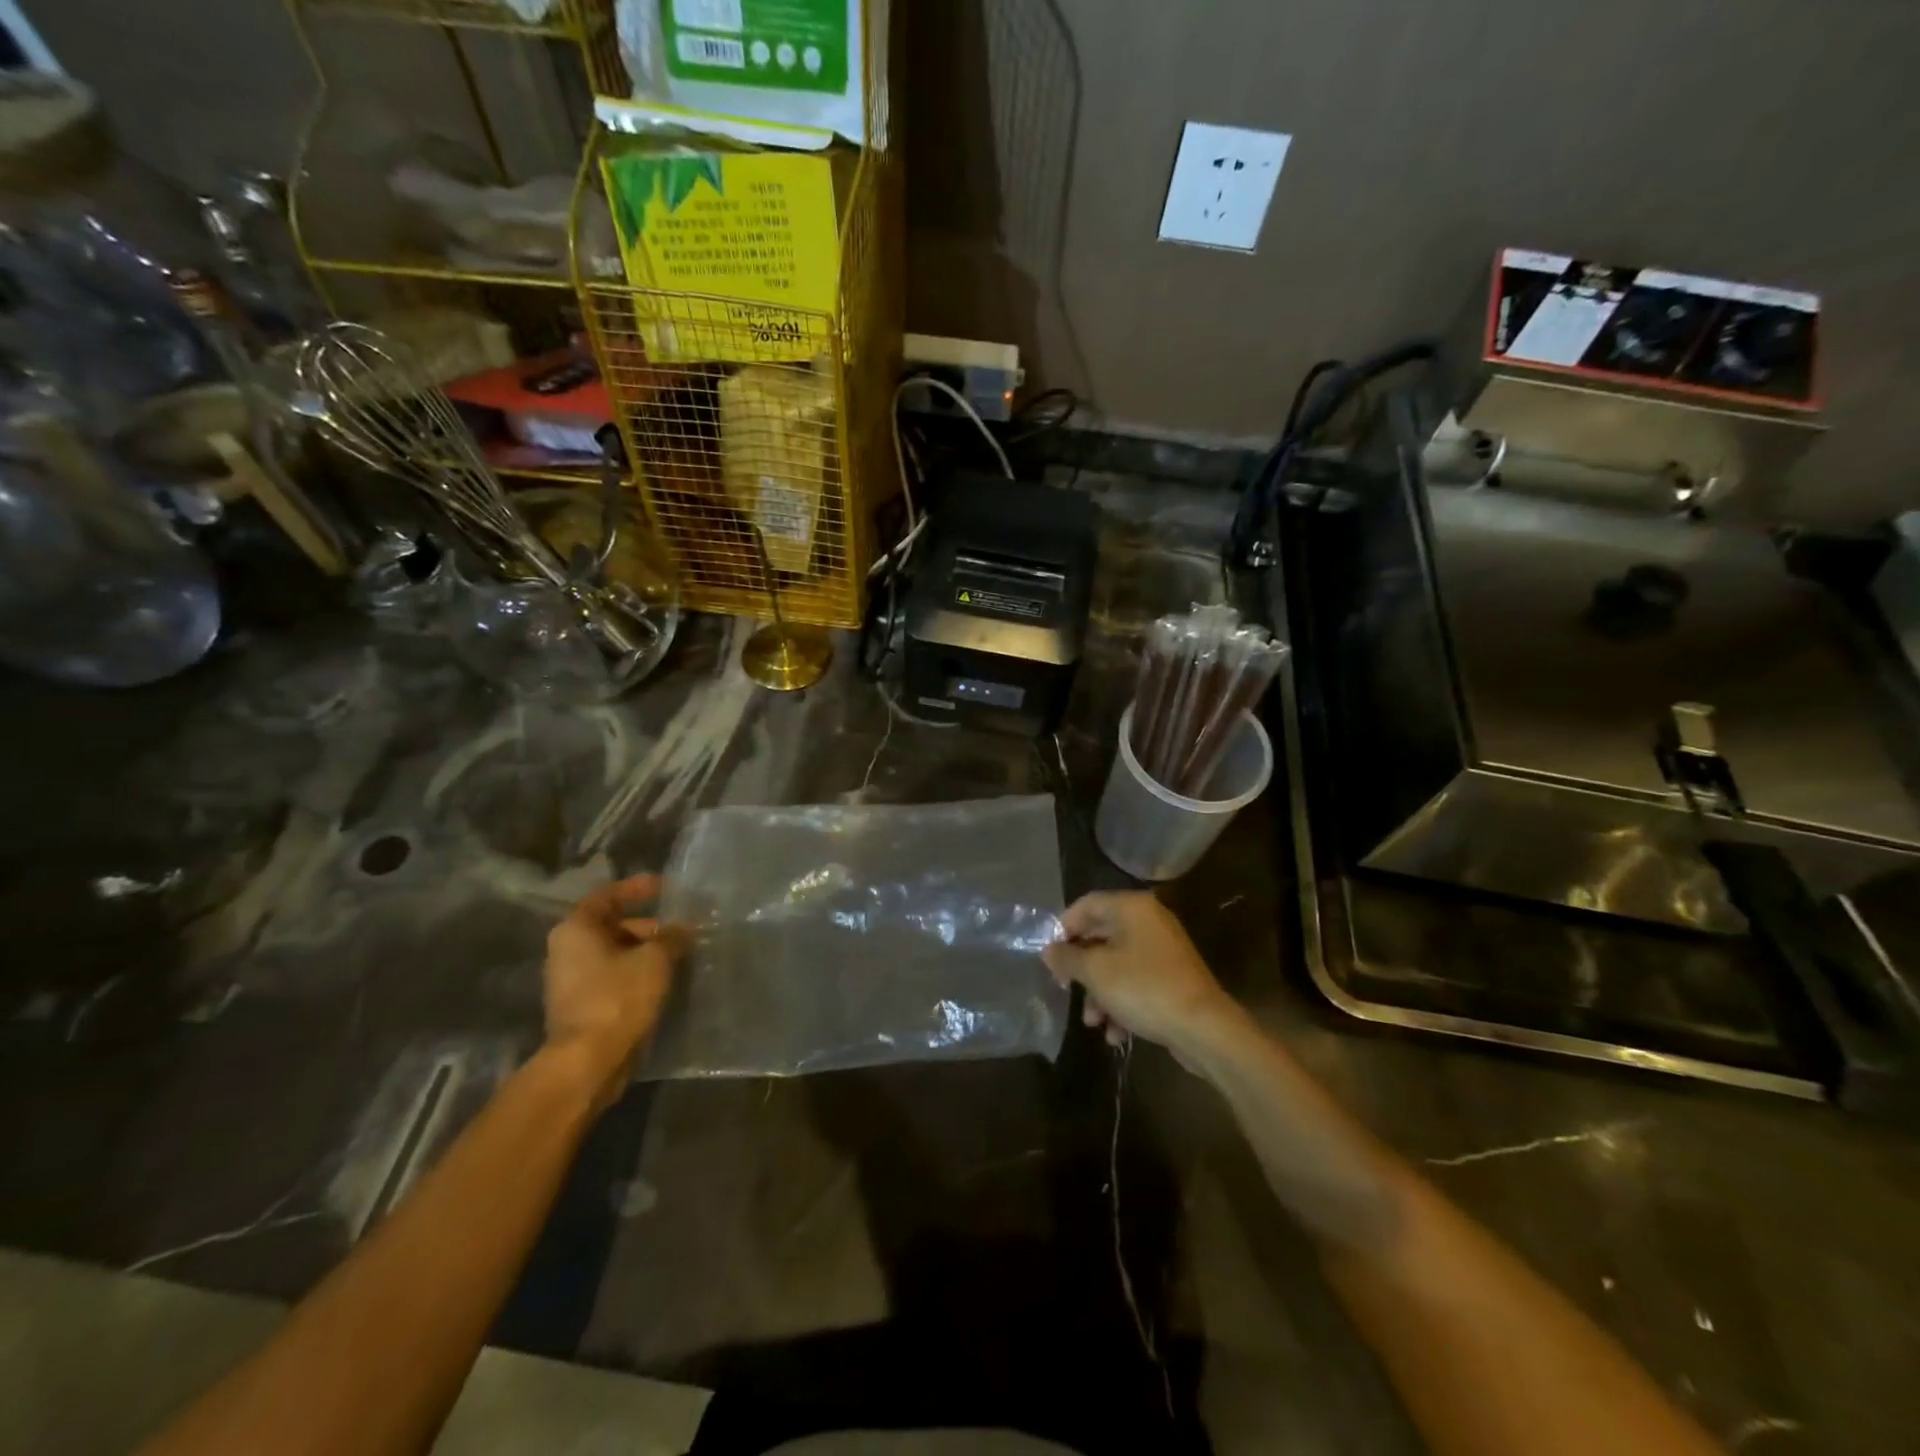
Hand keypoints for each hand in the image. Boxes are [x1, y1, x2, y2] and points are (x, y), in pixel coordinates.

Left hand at [544, 874, 684, 1102]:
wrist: (589, 1061)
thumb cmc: (618, 996)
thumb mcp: (655, 959)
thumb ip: (672, 937)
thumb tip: (683, 929)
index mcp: (576, 929)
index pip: (608, 895)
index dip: (638, 888)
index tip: (666, 887)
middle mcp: (567, 950)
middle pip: (612, 926)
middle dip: (649, 926)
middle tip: (682, 928)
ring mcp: (571, 981)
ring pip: (615, 954)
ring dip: (646, 952)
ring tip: (681, 954)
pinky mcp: (582, 1006)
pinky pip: (614, 978)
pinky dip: (637, 974)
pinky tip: (666, 979)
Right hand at [1041, 891, 1235, 1053]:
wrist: (1204, 1028)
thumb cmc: (1143, 988)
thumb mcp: (1096, 973)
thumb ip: (1068, 958)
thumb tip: (1048, 950)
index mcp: (1131, 908)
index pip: (1086, 904)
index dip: (1063, 927)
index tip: (1049, 955)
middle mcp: (1148, 921)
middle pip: (1101, 936)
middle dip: (1081, 968)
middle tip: (1064, 987)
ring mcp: (1162, 950)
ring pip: (1117, 964)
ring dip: (1099, 993)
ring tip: (1092, 1022)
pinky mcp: (1172, 978)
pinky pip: (1136, 983)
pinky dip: (1122, 1004)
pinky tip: (1116, 1033)